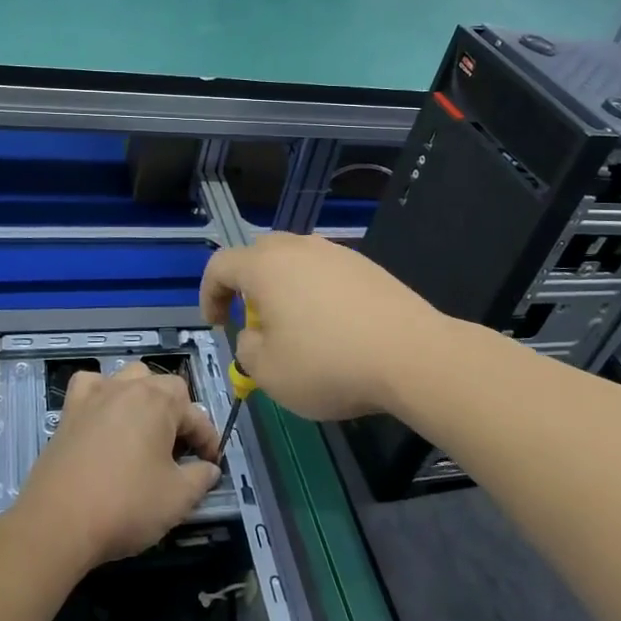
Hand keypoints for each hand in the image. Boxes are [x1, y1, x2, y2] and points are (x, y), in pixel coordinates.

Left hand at [15, 363, 220, 570]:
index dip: (209, 440)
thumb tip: (209, 469)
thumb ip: (201, 478)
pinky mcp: (69, 411)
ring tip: (146, 429)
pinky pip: (90, 385)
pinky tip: (104, 415)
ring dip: (144, 397)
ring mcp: (96, 396)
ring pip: (129, 378)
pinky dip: (101, 393)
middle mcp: (128, 388)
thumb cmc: (125, 506)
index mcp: (160, 402)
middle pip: (164, 387)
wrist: (58, 524)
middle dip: (179, 414)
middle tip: (180, 451)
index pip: (196, 414)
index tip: (212, 464)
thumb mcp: (177, 499)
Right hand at [199, 233, 455, 421]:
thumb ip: (246, 349)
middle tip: (255, 324)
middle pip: (259, 256)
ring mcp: (337, 253)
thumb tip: (254, 335)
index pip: (220, 265)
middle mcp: (299, 248)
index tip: (217, 325)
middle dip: (248, 287)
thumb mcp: (268, 372)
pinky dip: (317, 295)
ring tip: (296, 330)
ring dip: (284, 290)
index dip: (209, 294)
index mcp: (265, 266)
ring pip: (296, 263)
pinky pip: (327, 274)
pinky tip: (334, 329)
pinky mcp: (367, 267)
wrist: (411, 355)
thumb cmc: (328, 363)